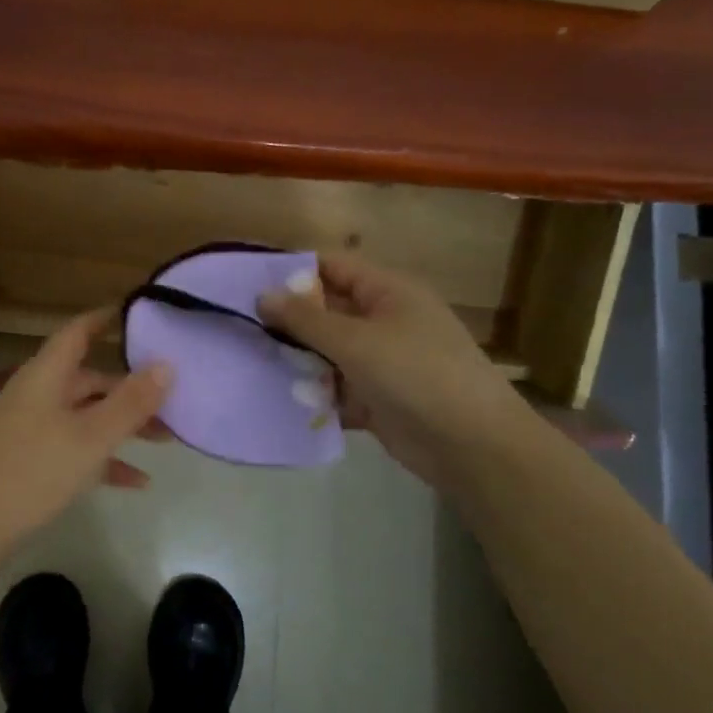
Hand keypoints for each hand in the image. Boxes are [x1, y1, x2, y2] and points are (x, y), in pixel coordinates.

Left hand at [0, 309, 173, 543]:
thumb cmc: (32, 470)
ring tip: (166, 439)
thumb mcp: (91, 436)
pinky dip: (104, 459)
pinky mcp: (30, 461)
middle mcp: (38, 394)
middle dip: (131, 388)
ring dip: (123, 425)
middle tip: (173, 396)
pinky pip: (75, 450)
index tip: (140, 314)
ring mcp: (32, 428)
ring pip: (86, 416)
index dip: (106, 319)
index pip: (78, 332)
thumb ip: (130, 402)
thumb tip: (167, 364)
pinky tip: (138, 481)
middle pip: (89, 379)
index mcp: (46, 375)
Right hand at [258, 252, 519, 481]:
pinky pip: (335, 389)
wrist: (471, 445)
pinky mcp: (376, 399)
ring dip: (296, 361)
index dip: (292, 273)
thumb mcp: (355, 340)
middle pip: (326, 312)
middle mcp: (383, 321)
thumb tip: (262, 295)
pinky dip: (312, 394)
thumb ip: (305, 319)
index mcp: (387, 292)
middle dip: (288, 321)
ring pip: (327, 353)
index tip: (248, 286)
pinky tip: (277, 400)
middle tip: (241, 330)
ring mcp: (381, 362)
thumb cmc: (415, 374)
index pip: (332, 267)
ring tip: (250, 365)